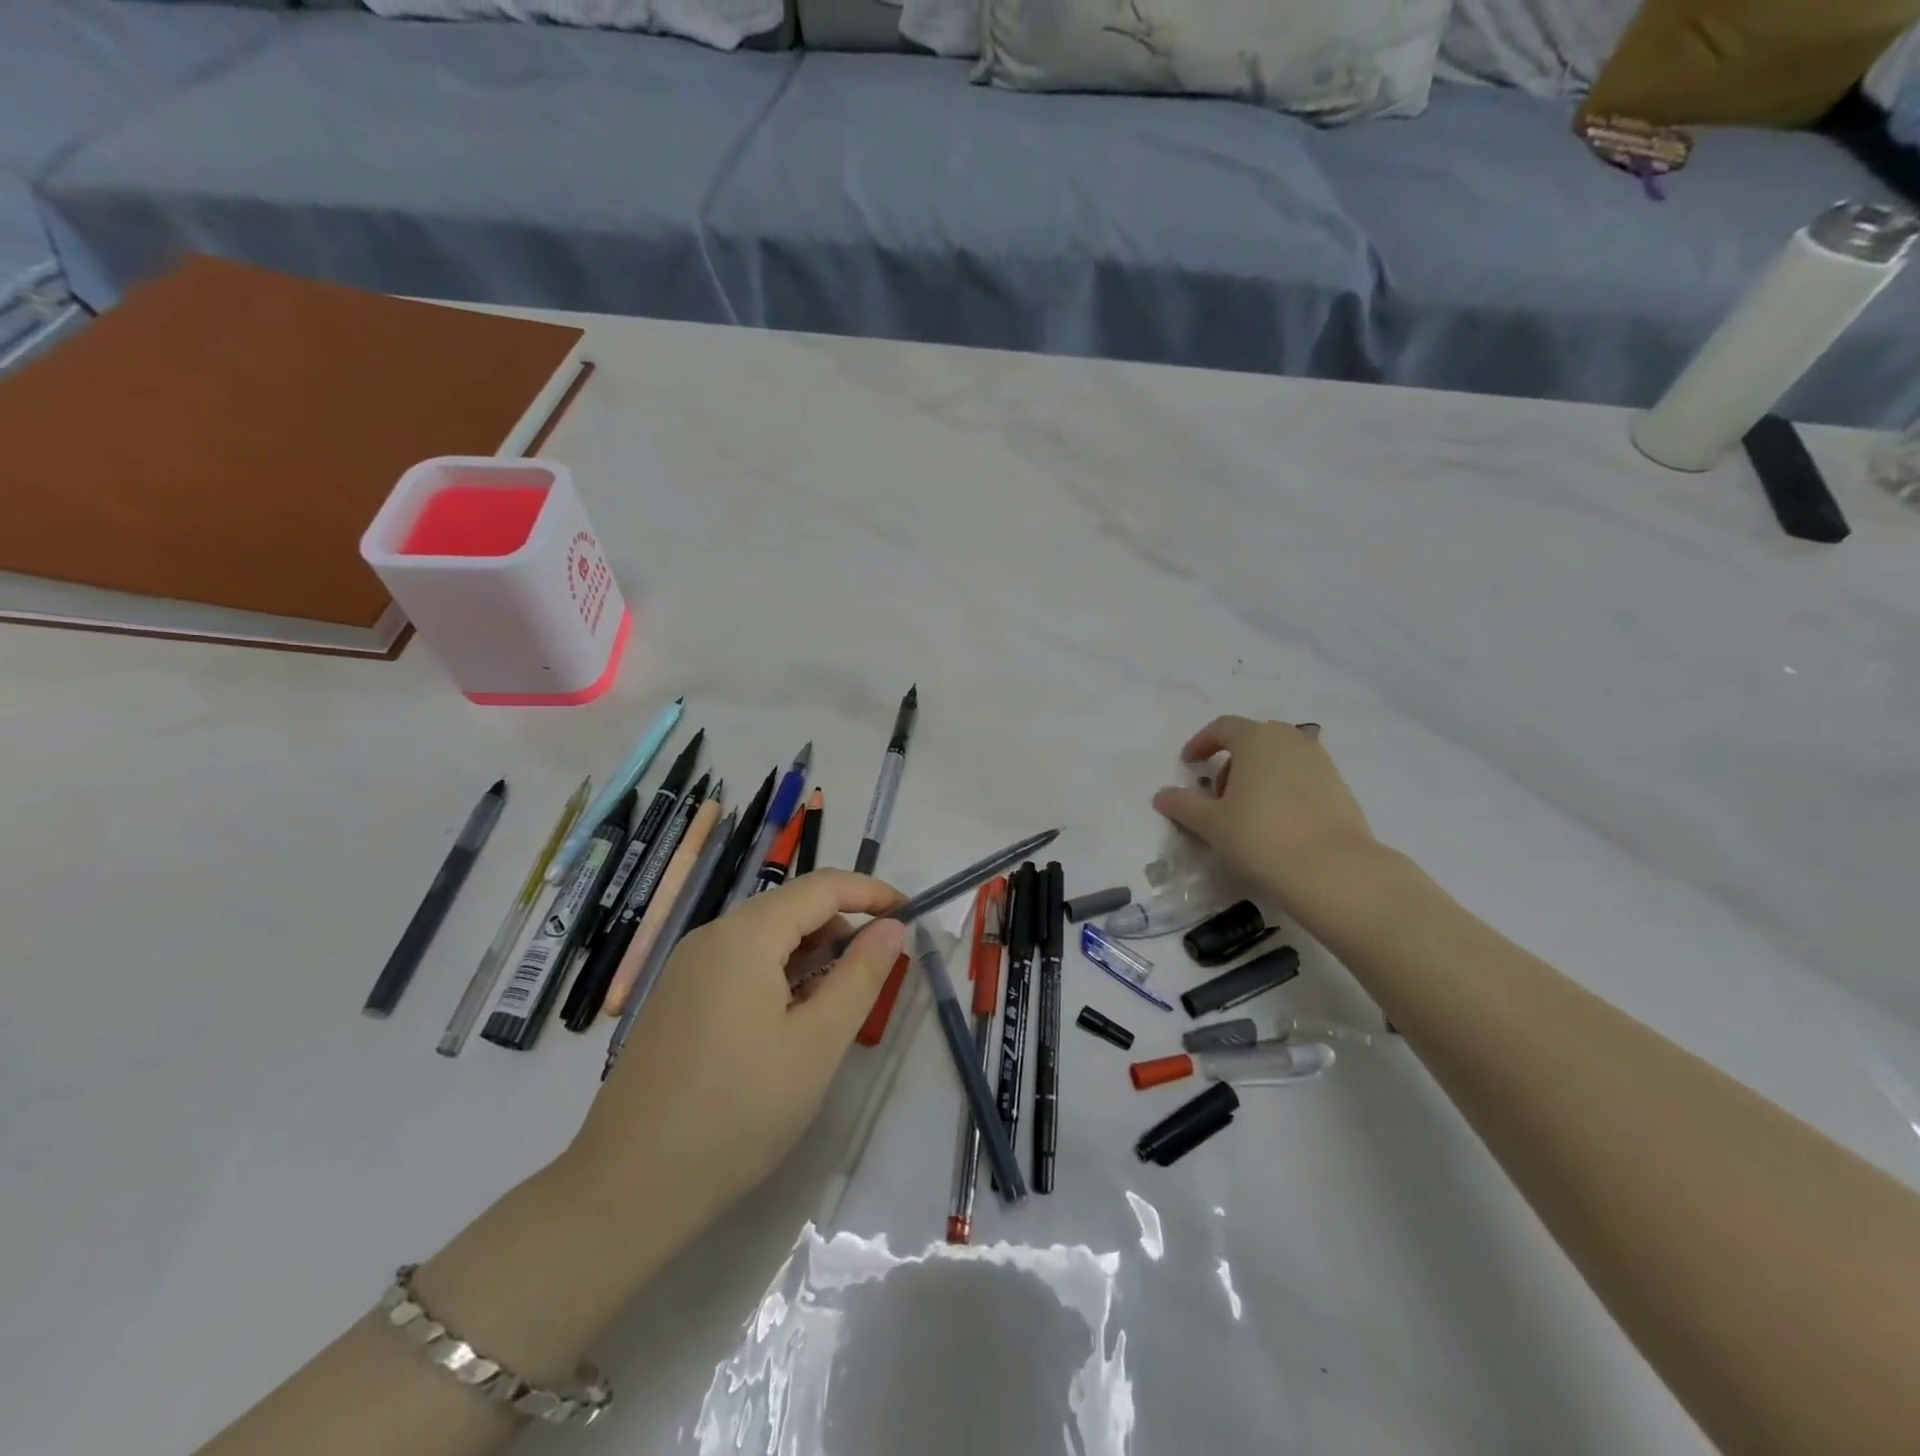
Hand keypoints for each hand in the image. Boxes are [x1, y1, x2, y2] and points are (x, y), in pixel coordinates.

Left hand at [562, 871, 905, 1253]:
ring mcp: (688, 968)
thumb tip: (892, 927)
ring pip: (766, 937)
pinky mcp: (677, 999)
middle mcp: (711, 937)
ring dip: (812, 954)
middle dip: (843, 926)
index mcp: (745, 935)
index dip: (872, 893)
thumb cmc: (738, 1112)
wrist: (627, 1189)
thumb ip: (860, 976)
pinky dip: (780, 974)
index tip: (912, 915)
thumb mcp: (817, 1044)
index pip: (823, 886)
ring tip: (838, 1003)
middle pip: (792, 907)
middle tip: (880, 970)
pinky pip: (741, 964)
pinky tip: (792, 1021)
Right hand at [1152, 716, 1380, 919]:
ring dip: (1257, 777)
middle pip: (1253, 740)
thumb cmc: (1260, 836)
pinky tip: (1276, 824)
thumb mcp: (1211, 823)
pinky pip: (1301, 778)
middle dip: (1230, 762)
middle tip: (1217, 796)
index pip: (1222, 727)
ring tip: (1246, 813)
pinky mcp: (1340, 787)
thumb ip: (1183, 805)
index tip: (1189, 765)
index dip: (1201, 743)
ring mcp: (1320, 762)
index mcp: (1257, 739)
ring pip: (1279, 759)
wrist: (1333, 870)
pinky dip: (1282, 791)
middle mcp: (1291, 740)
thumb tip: (1161, 795)